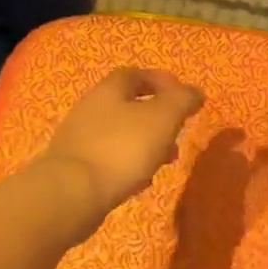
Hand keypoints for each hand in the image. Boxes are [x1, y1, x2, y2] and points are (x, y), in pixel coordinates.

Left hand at [43, 67, 204, 227]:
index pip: (136, 74)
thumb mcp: (163, 118)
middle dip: (158, 118)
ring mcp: (80, 139)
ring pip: (121, 134)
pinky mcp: (76, 168)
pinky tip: (141, 181)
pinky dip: (129, 164)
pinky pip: (109, 158)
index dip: (162, 82)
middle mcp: (90, 108)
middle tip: (178, 132)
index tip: (183, 97)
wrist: (72, 194)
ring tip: (166, 161)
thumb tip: (195, 92)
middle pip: (128, 105)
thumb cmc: (122, 148)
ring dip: (146, 143)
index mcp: (109, 90)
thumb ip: (182, 101)